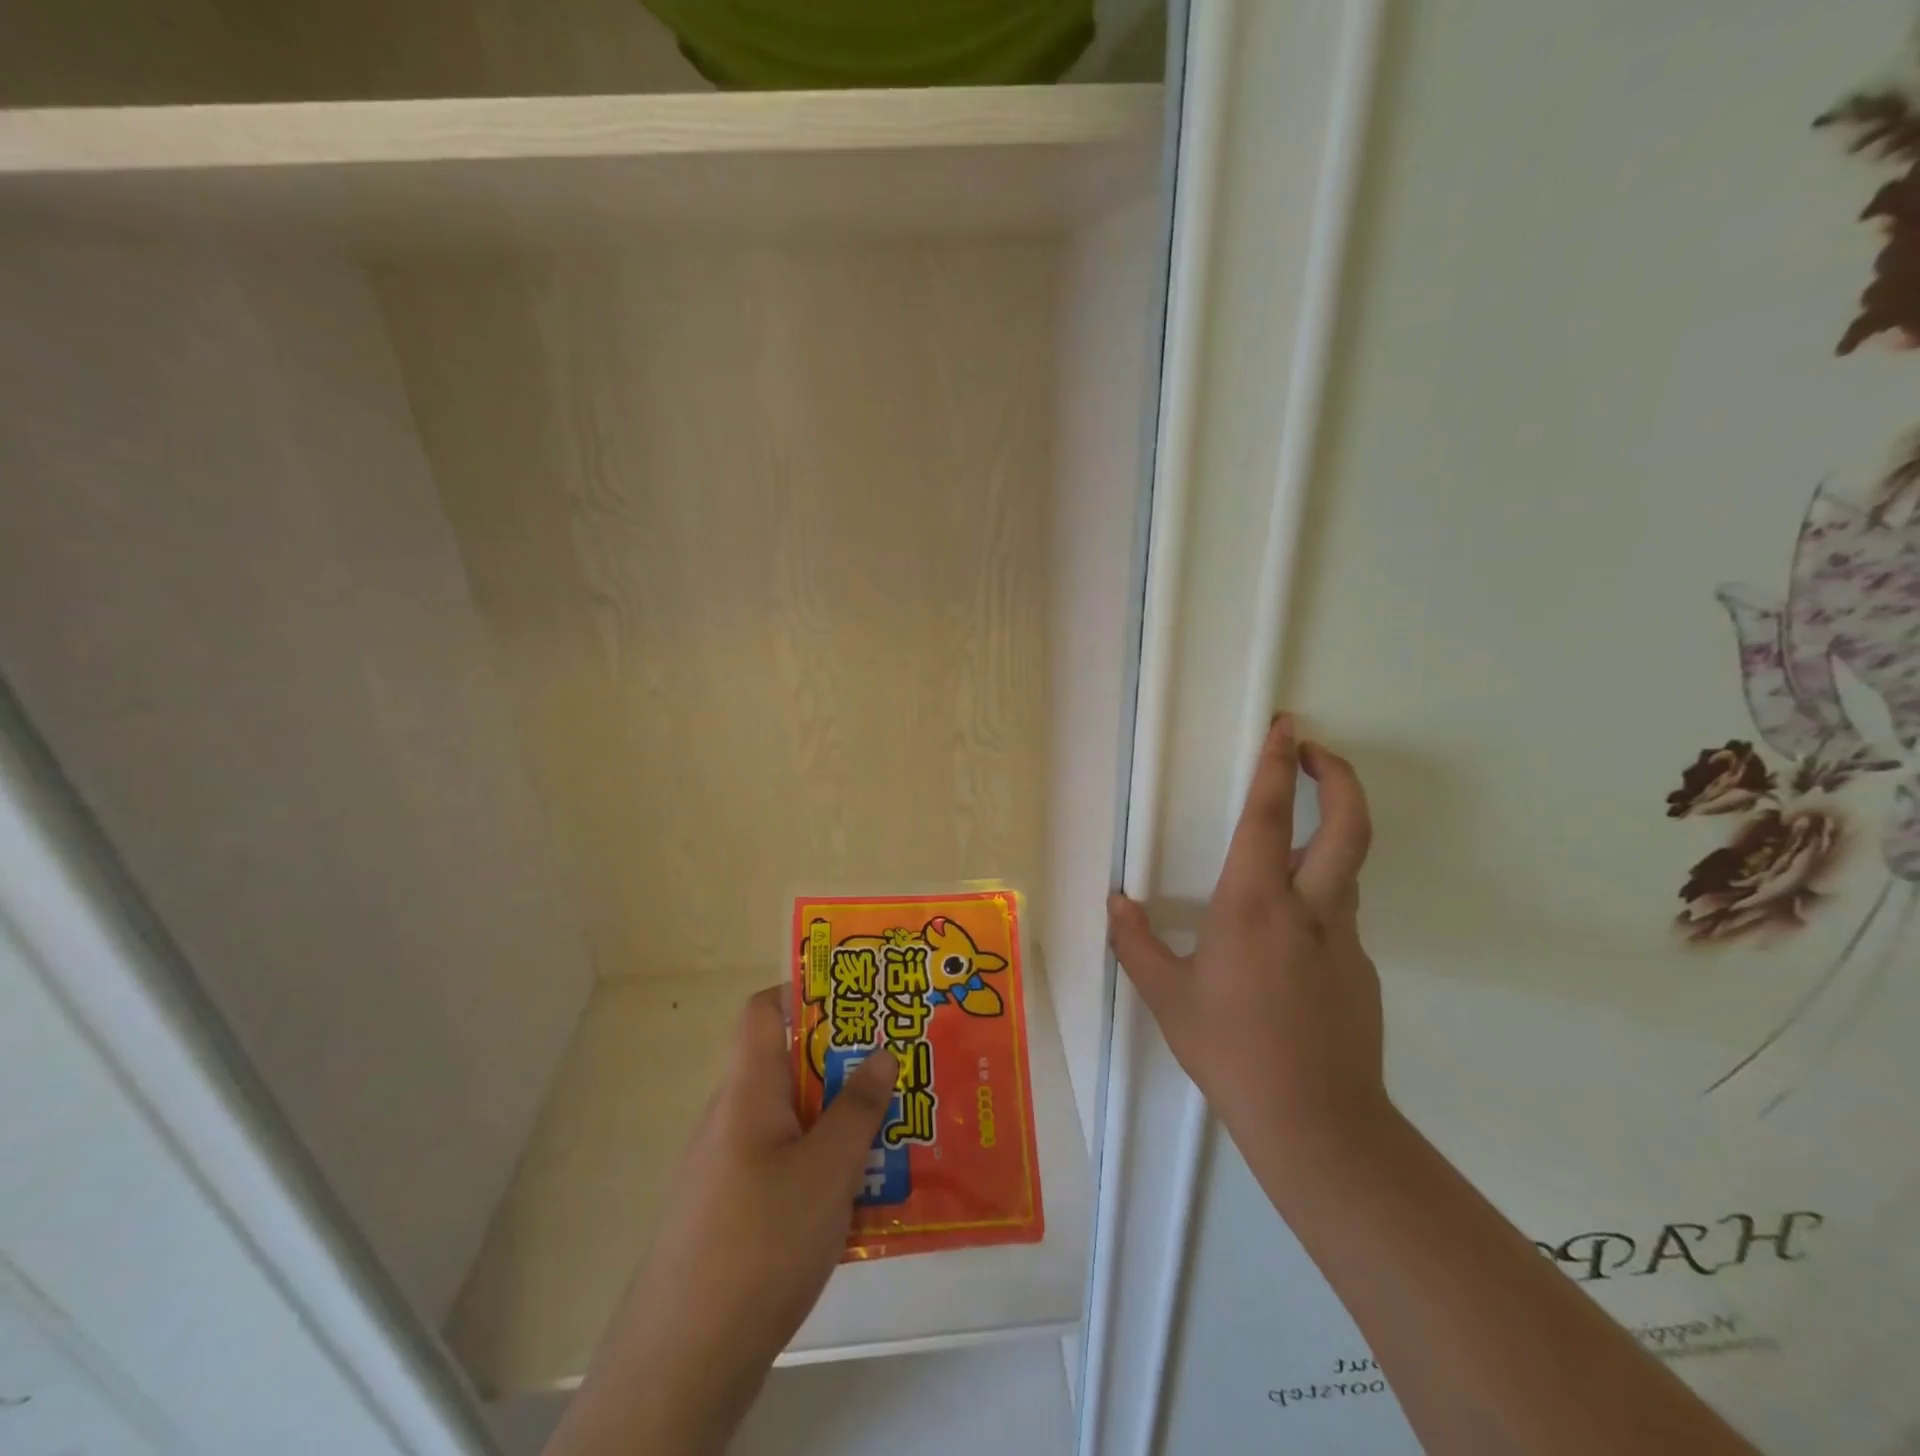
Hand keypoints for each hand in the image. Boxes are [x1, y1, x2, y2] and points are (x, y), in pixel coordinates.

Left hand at [546, 989, 896, 1455]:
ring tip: (895, 1134)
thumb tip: (879, 1051)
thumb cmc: (761, 1242)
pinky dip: (822, 1170)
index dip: (805, 992)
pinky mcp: (732, 1215)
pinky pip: (785, 1169)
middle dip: (843, 1066)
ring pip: (793, 1123)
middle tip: (897, 1070)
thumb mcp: (828, 1169)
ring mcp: (728, 1169)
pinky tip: (863, 1201)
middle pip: (789, 1068)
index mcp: (747, 1091)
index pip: (763, 1012)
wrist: (683, 1364)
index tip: (857, 999)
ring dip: (839, 1123)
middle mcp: (732, 1119)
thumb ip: (857, 1107)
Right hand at [1107, 713, 1387, 1173]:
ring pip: (1345, 868)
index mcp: (1254, 906)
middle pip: (1348, 825)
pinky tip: (1282, 940)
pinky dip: (1316, 897)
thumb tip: (1116, 904)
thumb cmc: (1231, 1050)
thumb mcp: (1168, 997)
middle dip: (1338, 776)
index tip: (1286, 727)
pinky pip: (1338, 915)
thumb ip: (1136, 944)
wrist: (1315, 1122)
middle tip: (1316, 751)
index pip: (1269, 817)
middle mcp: (1308, 910)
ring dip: (1327, 832)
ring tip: (1287, 836)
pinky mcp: (1360, 968)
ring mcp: (1343, 939)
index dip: (1278, 764)